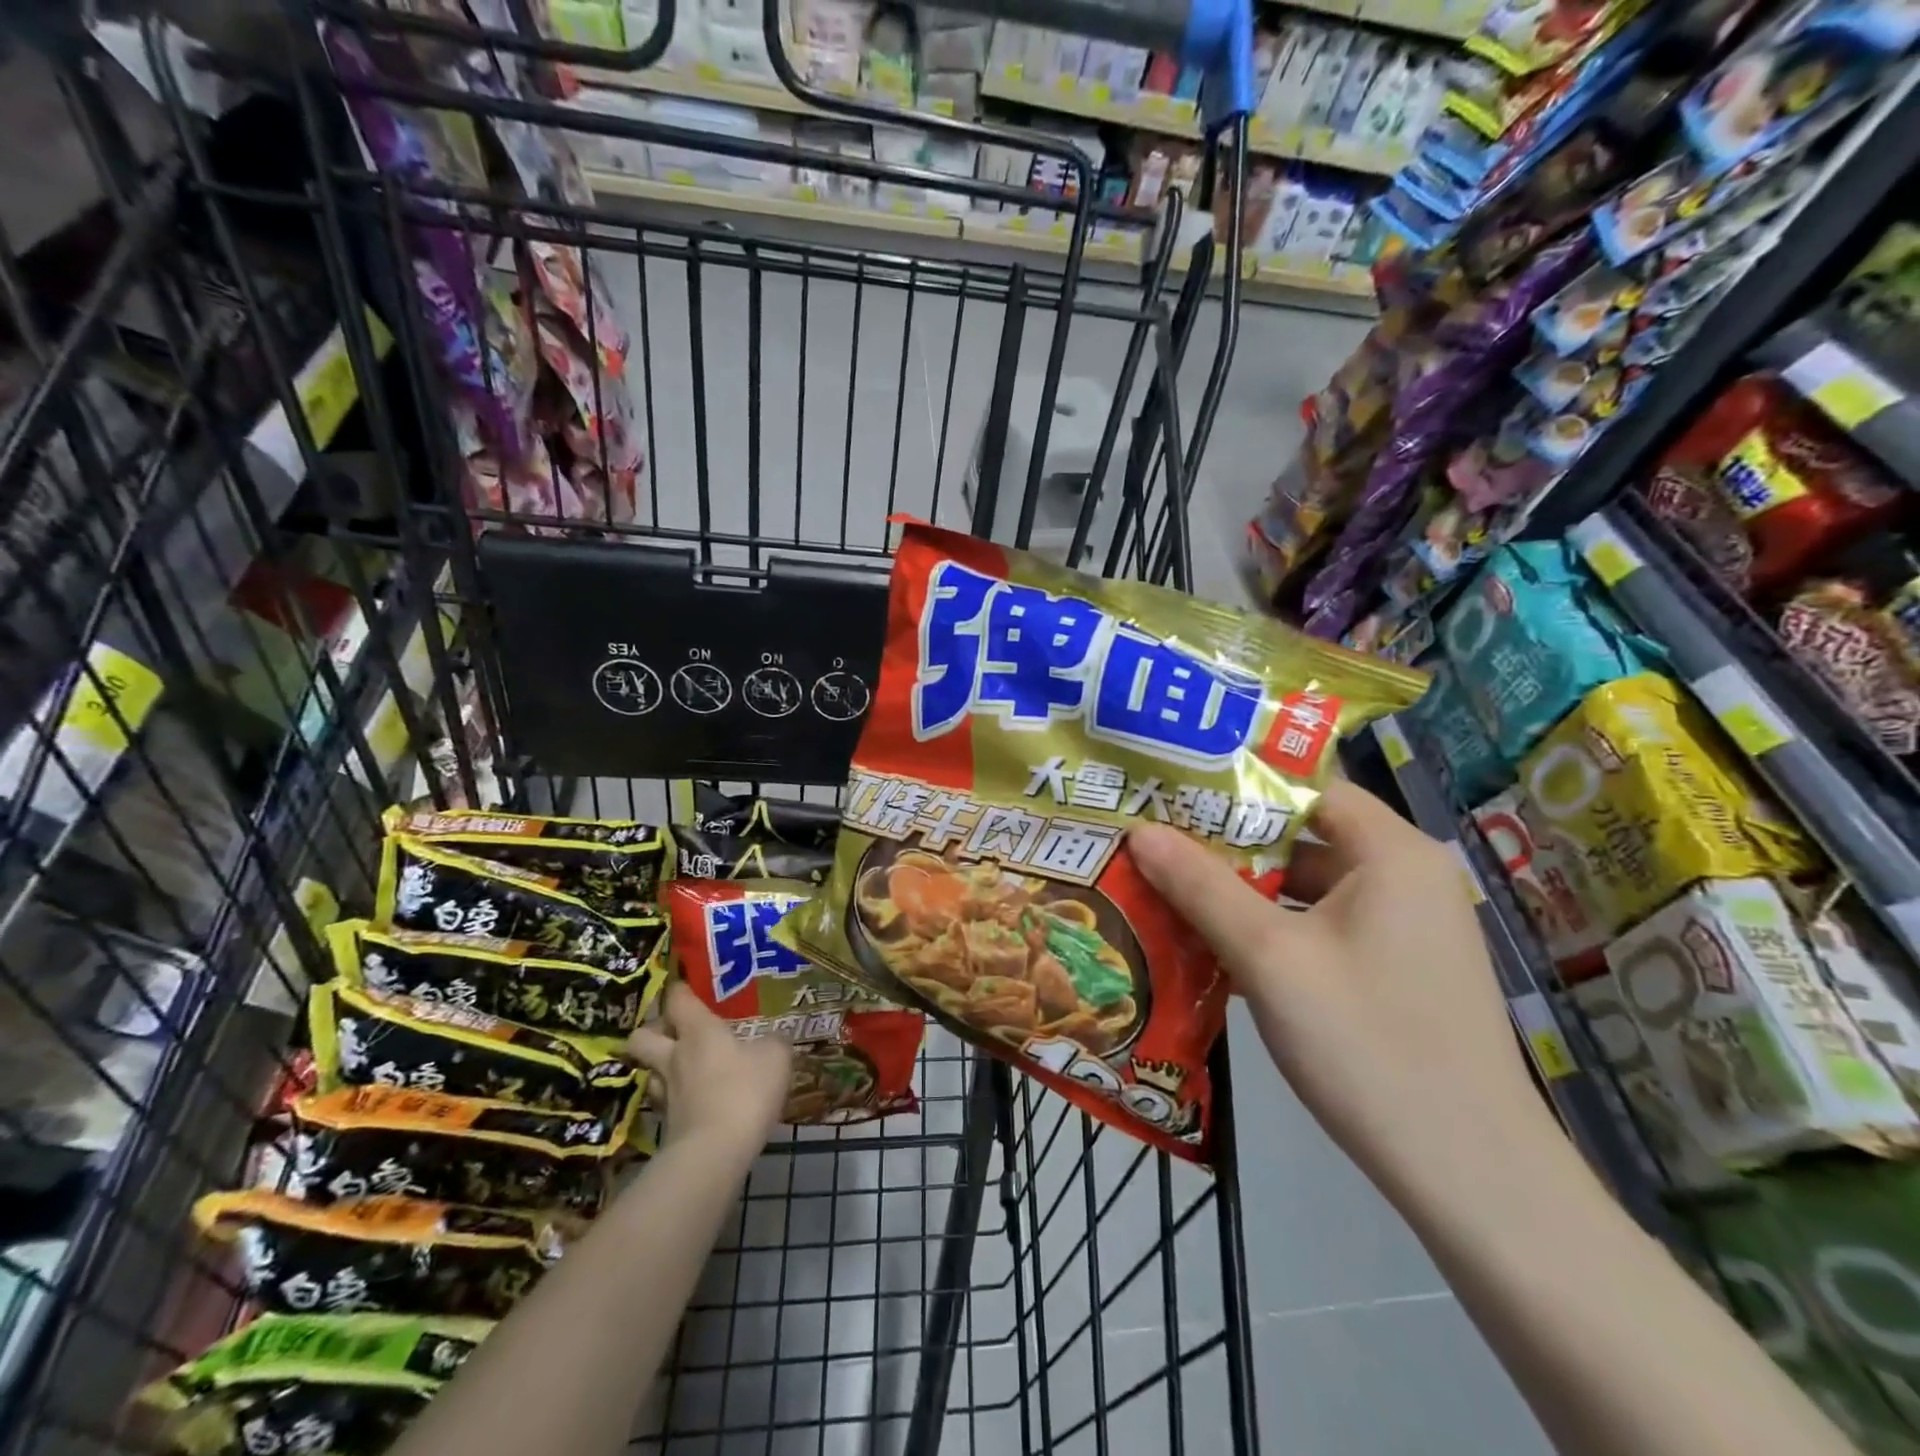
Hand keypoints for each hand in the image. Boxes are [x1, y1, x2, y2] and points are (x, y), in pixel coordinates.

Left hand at [627, 983, 792, 1153]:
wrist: (714, 1153)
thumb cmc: (745, 1090)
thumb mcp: (775, 1057)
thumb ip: (772, 1043)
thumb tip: (771, 1040)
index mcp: (698, 1030)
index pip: (677, 999)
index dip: (680, 990)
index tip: (687, 986)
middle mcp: (674, 1056)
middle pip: (642, 1036)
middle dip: (653, 1030)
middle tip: (674, 1030)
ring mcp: (666, 1093)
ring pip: (650, 1071)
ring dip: (661, 1066)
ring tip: (684, 1067)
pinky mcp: (667, 1125)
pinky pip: (666, 1102)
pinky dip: (676, 1097)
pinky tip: (696, 1099)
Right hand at [1129, 779, 1562, 1205]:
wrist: (1470, 1176)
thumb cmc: (1367, 1044)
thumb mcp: (1269, 957)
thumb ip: (1201, 887)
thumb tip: (1139, 830)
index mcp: (1391, 852)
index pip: (1305, 786)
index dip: (1237, 785)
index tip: (1172, 793)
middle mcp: (1405, 875)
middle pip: (1303, 835)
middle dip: (1229, 841)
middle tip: (1156, 841)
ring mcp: (1405, 925)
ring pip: (1308, 884)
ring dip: (1245, 889)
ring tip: (1170, 887)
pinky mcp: (1397, 968)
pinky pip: (1322, 925)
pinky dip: (1272, 927)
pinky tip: (1216, 944)